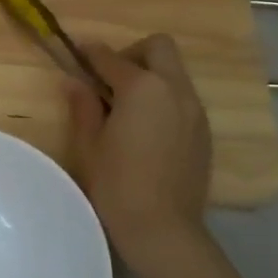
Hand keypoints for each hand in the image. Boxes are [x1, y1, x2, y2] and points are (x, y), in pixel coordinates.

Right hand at [65, 34, 215, 275]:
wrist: (163, 229)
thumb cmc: (117, 185)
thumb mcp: (89, 145)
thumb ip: (82, 106)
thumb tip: (73, 81)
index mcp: (142, 88)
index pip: (111, 57)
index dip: (90, 52)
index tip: (77, 53)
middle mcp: (174, 89)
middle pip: (159, 47)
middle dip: (132, 54)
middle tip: (110, 80)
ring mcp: (195, 110)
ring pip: (174, 72)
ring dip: (151, 75)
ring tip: (127, 106)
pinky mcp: (204, 131)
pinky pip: (183, 97)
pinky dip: (164, 98)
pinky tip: (147, 128)